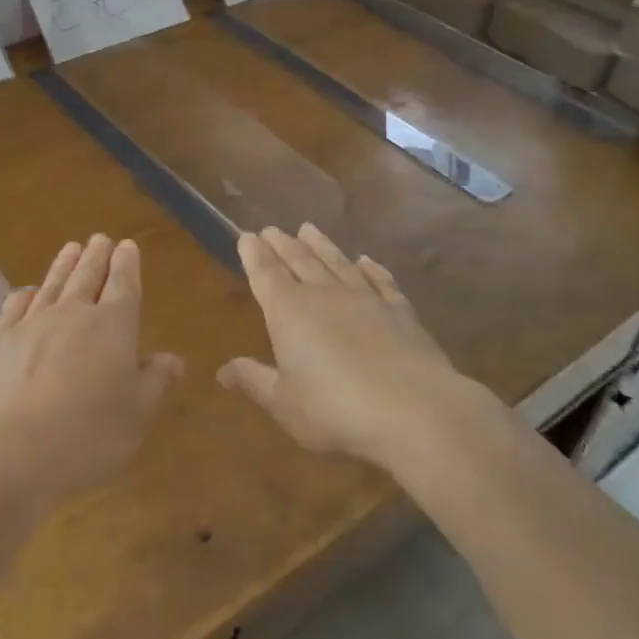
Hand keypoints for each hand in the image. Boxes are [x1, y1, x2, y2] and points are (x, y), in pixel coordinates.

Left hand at [0, 235, 182, 500]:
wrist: (8, 449)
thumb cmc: (86, 435)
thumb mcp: (136, 415)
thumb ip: (155, 381)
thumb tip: (173, 358)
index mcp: (112, 326)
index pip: (123, 285)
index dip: (127, 264)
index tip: (128, 246)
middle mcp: (72, 314)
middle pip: (87, 276)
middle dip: (97, 255)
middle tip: (100, 238)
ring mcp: (32, 324)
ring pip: (53, 283)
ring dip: (64, 264)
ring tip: (71, 247)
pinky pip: (16, 306)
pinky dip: (26, 294)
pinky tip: (28, 291)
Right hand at [218, 225, 458, 467]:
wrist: (415, 410)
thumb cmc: (336, 409)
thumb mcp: (285, 403)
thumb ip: (254, 381)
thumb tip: (223, 370)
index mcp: (288, 311)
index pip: (265, 274)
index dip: (254, 255)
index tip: (247, 237)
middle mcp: (324, 294)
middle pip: (299, 260)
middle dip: (282, 244)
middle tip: (272, 229)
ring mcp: (365, 298)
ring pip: (337, 262)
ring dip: (322, 245)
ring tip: (309, 229)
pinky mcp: (400, 310)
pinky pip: (380, 280)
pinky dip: (371, 268)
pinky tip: (366, 260)